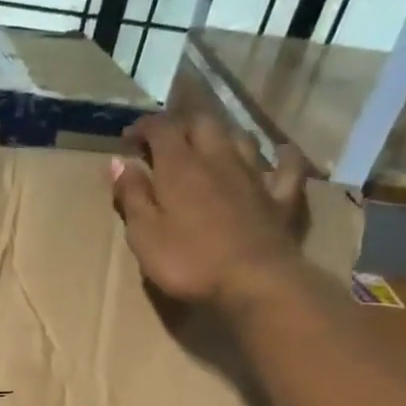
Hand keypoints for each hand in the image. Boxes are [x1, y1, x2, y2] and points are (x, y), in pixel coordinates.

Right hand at [110, 112, 308, 312]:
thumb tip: (119, 162)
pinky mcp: (280, 198)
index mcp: (180, 168)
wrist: (253, 282)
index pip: (160, 129)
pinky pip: (286, 167)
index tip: (127, 139)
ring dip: (221, 135)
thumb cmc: (188, 261)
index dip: (143, 127)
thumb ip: (132, 196)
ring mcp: (254, 176)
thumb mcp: (144, 233)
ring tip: (208, 146)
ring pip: (240, 138)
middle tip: (164, 142)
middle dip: (181, 125)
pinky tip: (279, 154)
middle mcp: (218, 159)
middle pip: (202, 123)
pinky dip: (281, 156)